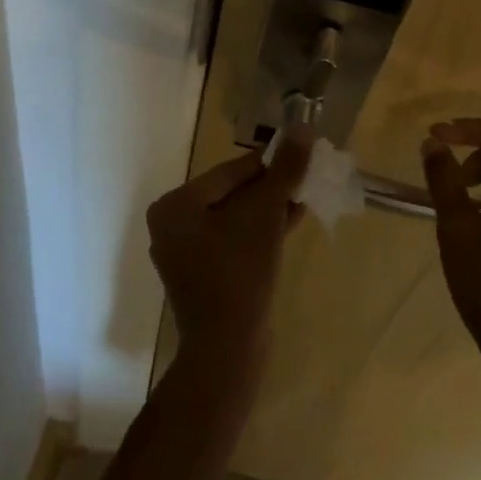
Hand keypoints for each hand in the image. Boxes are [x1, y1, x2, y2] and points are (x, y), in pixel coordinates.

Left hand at [148, 129, 309, 375]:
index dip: (269, 163)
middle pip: (232, 195)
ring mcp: (187, 255)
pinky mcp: (205, 278)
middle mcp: (173, 226)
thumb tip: (303, 128)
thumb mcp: (265, 214)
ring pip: (237, 220)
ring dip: (270, 210)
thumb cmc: (239, 272)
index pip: (230, 172)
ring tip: (305, 198)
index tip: (302, 156)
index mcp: (175, 206)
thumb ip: (284, 170)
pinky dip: (261, 233)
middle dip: (271, 188)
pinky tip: (291, 222)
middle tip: (307, 178)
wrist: (228, 351)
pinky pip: (235, 243)